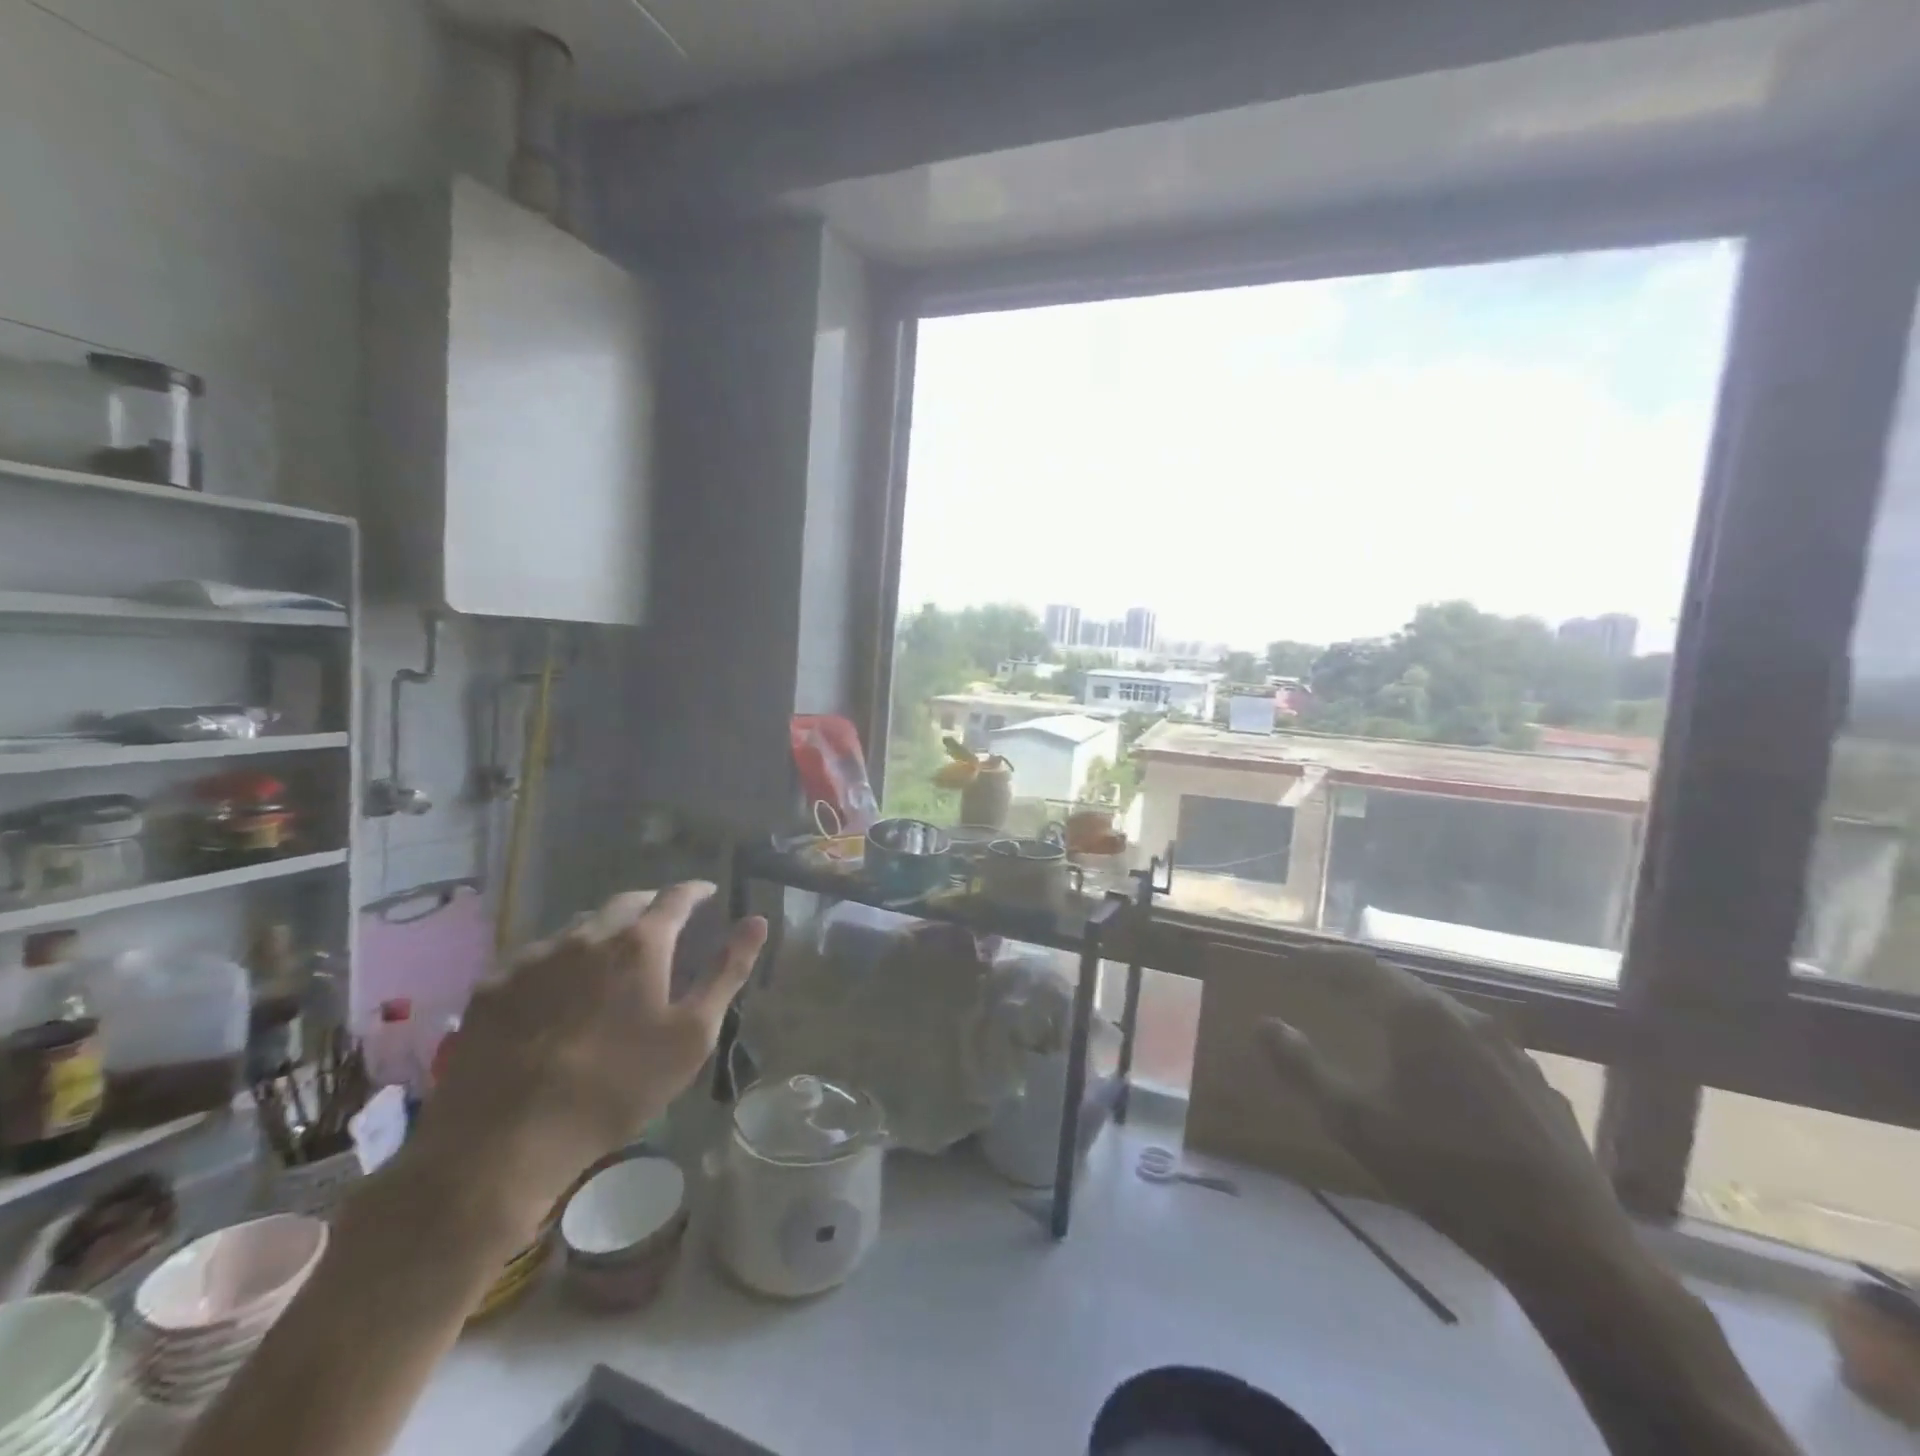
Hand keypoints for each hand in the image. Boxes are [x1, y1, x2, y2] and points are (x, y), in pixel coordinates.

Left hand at [406, 882, 766, 1243]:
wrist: (506, 1142)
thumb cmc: (617, 1087)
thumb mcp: (692, 1035)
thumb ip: (727, 972)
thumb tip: (757, 921)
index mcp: (640, 943)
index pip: (676, 897)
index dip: (696, 891)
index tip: (708, 893)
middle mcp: (586, 935)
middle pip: (625, 902)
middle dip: (650, 906)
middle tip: (664, 925)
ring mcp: (534, 957)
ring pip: (578, 926)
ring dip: (603, 931)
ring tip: (611, 956)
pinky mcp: (493, 985)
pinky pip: (535, 956)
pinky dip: (558, 960)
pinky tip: (556, 991)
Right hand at [1259, 952, 1633, 1280]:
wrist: (1566, 1245)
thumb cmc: (1444, 1172)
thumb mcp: (1355, 1121)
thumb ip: (1303, 1068)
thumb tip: (1264, 1024)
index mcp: (1421, 1017)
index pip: (1361, 967)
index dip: (1324, 960)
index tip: (1295, 959)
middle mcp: (1468, 1019)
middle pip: (1404, 986)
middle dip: (1363, 983)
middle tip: (1331, 987)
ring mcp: (1512, 1053)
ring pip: (1445, 1017)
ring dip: (1406, 1014)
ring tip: (1381, 1028)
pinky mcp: (1539, 1088)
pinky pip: (1477, 1049)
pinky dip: (1444, 1047)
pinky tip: (1442, 1079)